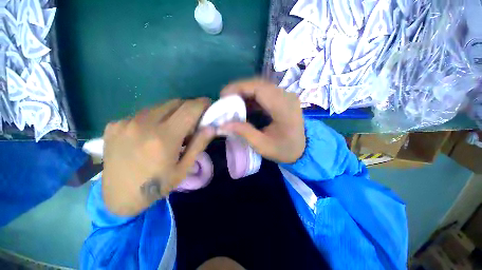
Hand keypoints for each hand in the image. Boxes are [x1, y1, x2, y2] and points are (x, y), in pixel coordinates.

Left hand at [102, 99, 214, 215]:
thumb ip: (199, 144)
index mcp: (164, 138)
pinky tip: (150, 134)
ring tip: (171, 129)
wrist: (119, 196)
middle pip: (175, 103)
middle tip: (191, 121)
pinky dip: (154, 118)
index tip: (208, 104)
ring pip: (159, 106)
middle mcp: (143, 124)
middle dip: (188, 108)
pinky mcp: (114, 124)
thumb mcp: (184, 168)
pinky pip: (143, 113)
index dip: (201, 104)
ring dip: (171, 113)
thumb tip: (211, 127)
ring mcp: (126, 122)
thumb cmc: (157, 185)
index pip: (189, 109)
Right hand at [220, 79, 304, 162]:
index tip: (223, 95)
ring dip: (245, 94)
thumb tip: (223, 124)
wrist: (303, 150)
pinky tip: (244, 107)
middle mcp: (286, 96)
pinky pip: (264, 94)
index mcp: (283, 107)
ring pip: (260, 88)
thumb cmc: (284, 150)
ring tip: (232, 104)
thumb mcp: (263, 145)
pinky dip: (251, 98)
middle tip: (225, 100)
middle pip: (259, 85)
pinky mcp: (282, 99)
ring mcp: (285, 96)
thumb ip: (244, 132)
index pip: (259, 88)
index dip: (239, 88)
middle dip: (239, 90)